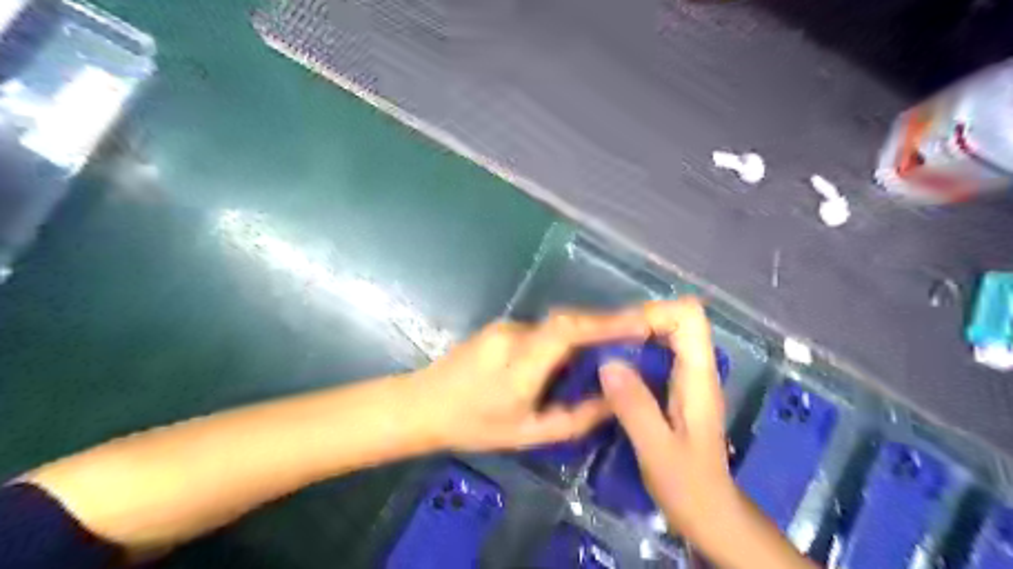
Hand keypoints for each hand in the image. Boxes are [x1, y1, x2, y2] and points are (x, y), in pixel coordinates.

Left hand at [414, 309, 644, 450]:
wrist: (422, 405)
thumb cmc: (473, 425)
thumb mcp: (526, 433)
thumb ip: (574, 419)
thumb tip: (611, 400)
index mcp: (519, 364)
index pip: (568, 330)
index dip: (606, 322)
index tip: (641, 322)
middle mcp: (513, 335)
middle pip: (567, 321)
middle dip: (605, 324)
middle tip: (637, 334)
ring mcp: (505, 327)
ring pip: (556, 324)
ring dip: (585, 331)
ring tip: (612, 347)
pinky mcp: (501, 327)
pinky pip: (542, 328)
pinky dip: (565, 337)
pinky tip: (574, 354)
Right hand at [599, 299, 737, 542]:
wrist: (710, 513)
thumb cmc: (688, 486)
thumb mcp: (657, 449)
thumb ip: (634, 406)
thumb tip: (607, 362)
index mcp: (699, 377)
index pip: (689, 316)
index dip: (657, 313)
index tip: (623, 331)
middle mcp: (697, 370)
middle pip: (677, 319)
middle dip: (641, 320)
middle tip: (606, 339)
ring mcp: (688, 378)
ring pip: (667, 335)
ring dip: (636, 335)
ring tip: (603, 349)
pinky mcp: (676, 389)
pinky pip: (658, 355)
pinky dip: (636, 353)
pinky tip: (613, 370)